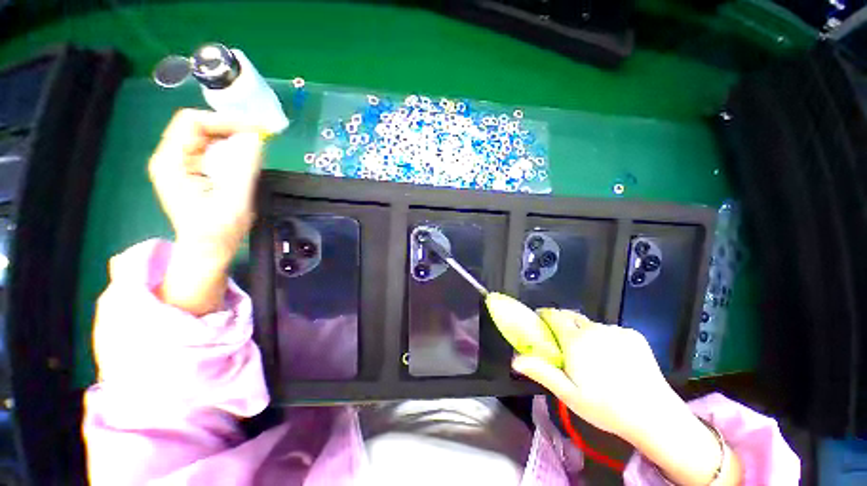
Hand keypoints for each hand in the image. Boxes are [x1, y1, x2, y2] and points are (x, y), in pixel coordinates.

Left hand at [148, 109, 264, 314]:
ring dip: (232, 137)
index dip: (225, 121)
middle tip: (261, 136)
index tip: (256, 131)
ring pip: (206, 136)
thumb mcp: (235, 199)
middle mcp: (171, 158)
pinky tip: (246, 157)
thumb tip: (256, 138)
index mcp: (172, 163)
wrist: (207, 250)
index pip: (193, 122)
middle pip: (199, 126)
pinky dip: (231, 149)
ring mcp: (181, 165)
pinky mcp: (192, 171)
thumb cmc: (218, 231)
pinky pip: (211, 150)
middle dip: (231, 127)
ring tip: (257, 146)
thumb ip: (244, 167)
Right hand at [512, 309, 672, 440]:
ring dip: (585, 333)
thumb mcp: (568, 394)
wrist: (655, 416)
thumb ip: (541, 371)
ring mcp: (616, 330)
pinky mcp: (634, 335)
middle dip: (563, 324)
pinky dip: (605, 338)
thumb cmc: (605, 407)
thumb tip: (515, 359)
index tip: (540, 323)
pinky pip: (611, 330)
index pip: (554, 315)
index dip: (545, 316)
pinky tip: (614, 358)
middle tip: (563, 343)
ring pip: (591, 325)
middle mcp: (594, 329)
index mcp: (576, 340)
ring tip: (591, 355)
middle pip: (571, 317)